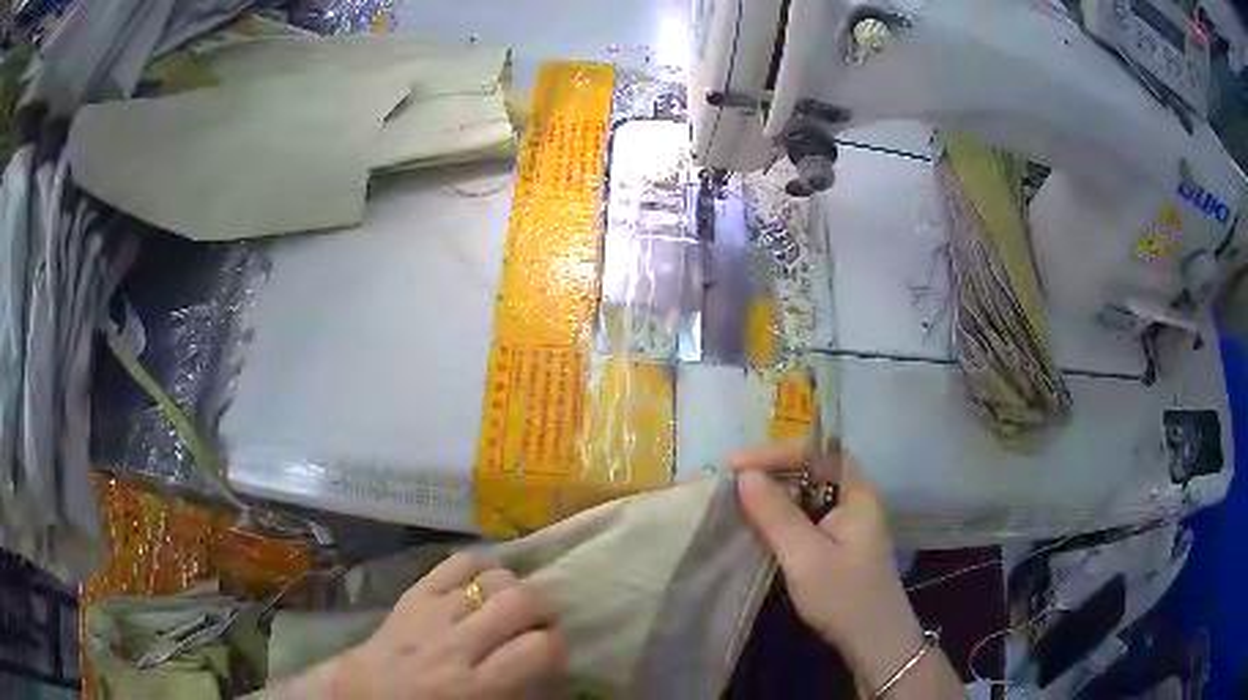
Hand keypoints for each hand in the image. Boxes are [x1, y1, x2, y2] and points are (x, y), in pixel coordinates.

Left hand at [332, 553, 564, 698]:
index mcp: (476, 686)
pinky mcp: (414, 593)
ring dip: (514, 587)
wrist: (365, 694)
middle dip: (543, 607)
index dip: (557, 645)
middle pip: (520, 601)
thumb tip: (552, 668)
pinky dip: (481, 565)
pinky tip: (486, 579)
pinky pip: (457, 563)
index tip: (553, 652)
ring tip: (512, 602)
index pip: (538, 648)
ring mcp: (432, 612)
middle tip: (540, 621)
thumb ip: (519, 692)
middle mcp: (457, 644)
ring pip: (493, 578)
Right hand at [729, 442, 925, 690]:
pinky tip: (762, 527)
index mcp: (857, 495)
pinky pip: (808, 517)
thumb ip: (776, 515)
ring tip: (741, 499)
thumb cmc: (843, 596)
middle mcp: (856, 501)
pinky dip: (784, 516)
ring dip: (777, 494)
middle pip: (814, 470)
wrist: (873, 641)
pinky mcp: (840, 545)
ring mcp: (849, 524)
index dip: (777, 452)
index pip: (818, 453)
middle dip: (774, 469)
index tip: (737, 465)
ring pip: (809, 495)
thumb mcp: (805, 556)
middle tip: (734, 479)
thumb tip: (745, 476)